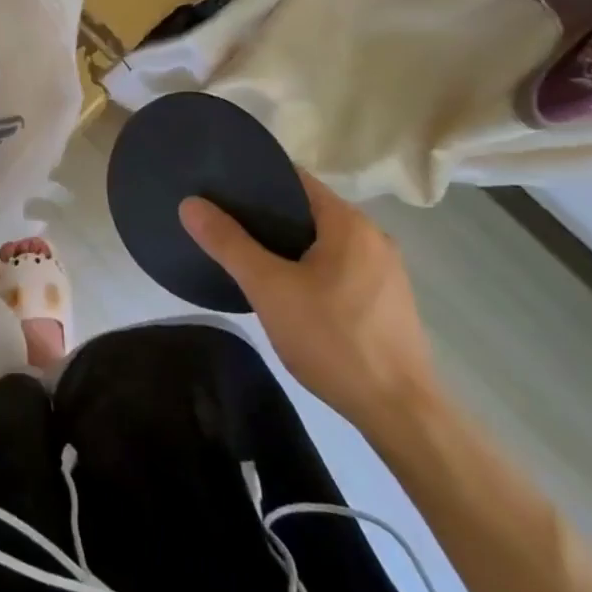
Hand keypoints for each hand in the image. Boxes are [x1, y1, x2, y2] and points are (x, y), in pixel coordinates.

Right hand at [178, 172, 438, 430]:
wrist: (401, 413)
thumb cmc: (333, 339)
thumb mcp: (269, 288)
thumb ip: (228, 242)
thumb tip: (190, 204)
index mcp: (349, 222)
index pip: (294, 179)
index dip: (255, 177)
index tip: (220, 187)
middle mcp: (372, 237)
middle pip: (308, 210)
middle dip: (266, 214)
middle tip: (224, 223)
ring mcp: (385, 271)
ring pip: (323, 242)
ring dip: (288, 244)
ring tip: (248, 255)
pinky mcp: (387, 302)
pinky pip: (338, 267)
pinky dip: (309, 268)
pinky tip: (287, 291)